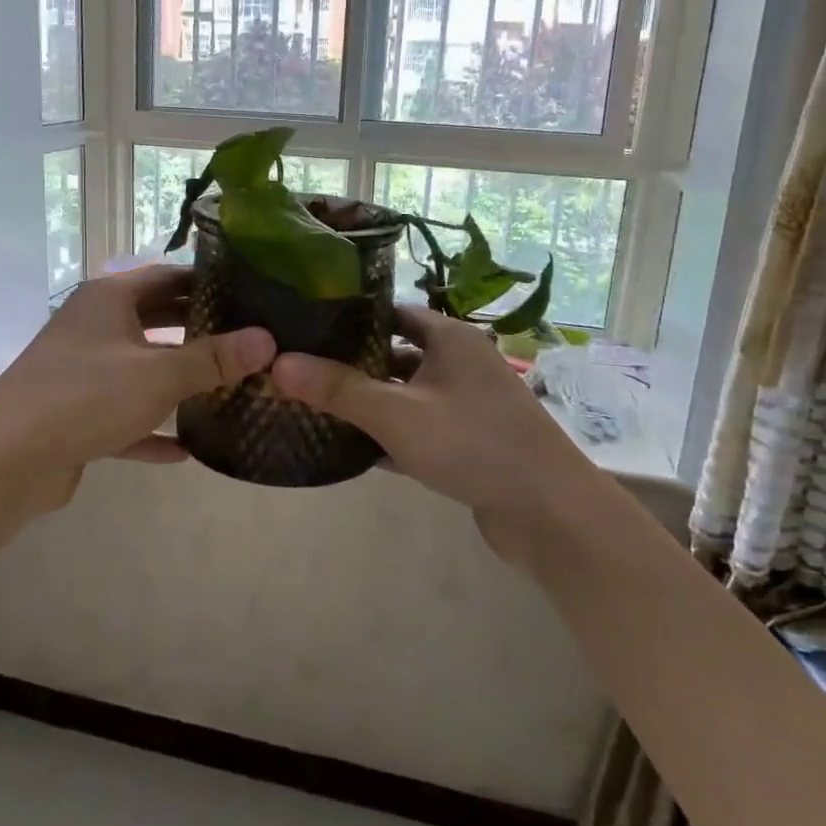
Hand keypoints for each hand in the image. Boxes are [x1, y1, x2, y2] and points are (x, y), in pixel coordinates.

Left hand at [0, 267, 275, 509]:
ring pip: (140, 368)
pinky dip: (151, 427)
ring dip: (177, 380)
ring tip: (226, 388)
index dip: (207, 282)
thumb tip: (267, 340)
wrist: (7, 457)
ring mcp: (83, 370)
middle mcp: (95, 326)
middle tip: (247, 341)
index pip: (167, 275)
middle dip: (198, 331)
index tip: (249, 294)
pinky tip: (185, 449)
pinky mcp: (76, 413)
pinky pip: (124, 415)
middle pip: (155, 319)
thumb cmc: (87, 396)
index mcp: (110, 299)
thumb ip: (213, 359)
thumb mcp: (159, 374)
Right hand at [270, 307, 590, 562]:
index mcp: (450, 338)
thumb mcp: (397, 413)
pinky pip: (418, 430)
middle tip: (302, 371)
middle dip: (353, 365)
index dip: (353, 319)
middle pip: (396, 355)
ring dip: (370, 404)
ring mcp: (466, 405)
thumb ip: (338, 389)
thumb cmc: (472, 442)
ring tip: (316, 407)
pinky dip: (389, 436)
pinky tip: (350, 449)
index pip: (393, 313)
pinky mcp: (467, 443)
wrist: (548, 511)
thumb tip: (277, 363)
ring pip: (406, 396)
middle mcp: (460, 363)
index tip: (309, 328)